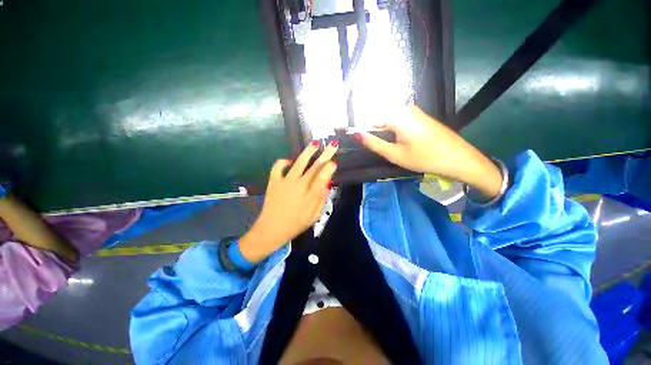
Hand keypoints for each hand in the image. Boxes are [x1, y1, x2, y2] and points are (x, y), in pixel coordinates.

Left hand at [239, 141, 337, 262]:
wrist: (271, 229)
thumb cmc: (296, 224)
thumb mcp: (314, 216)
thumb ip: (322, 200)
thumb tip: (327, 185)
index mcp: (310, 196)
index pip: (322, 178)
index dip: (329, 168)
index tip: (334, 162)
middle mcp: (299, 185)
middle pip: (315, 167)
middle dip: (325, 155)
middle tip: (333, 145)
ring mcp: (285, 182)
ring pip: (299, 163)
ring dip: (308, 152)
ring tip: (315, 144)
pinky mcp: (274, 182)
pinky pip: (278, 167)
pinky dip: (283, 161)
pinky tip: (289, 161)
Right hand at [357, 105, 502, 199]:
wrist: (458, 158)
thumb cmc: (425, 157)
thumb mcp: (395, 154)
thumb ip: (374, 143)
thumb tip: (357, 134)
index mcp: (397, 114)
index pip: (369, 116)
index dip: (361, 127)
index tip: (355, 138)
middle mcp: (404, 108)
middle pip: (379, 115)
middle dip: (371, 129)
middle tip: (370, 145)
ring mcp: (413, 111)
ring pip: (388, 118)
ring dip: (381, 130)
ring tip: (383, 145)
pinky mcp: (419, 117)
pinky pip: (398, 120)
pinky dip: (391, 130)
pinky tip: (395, 142)